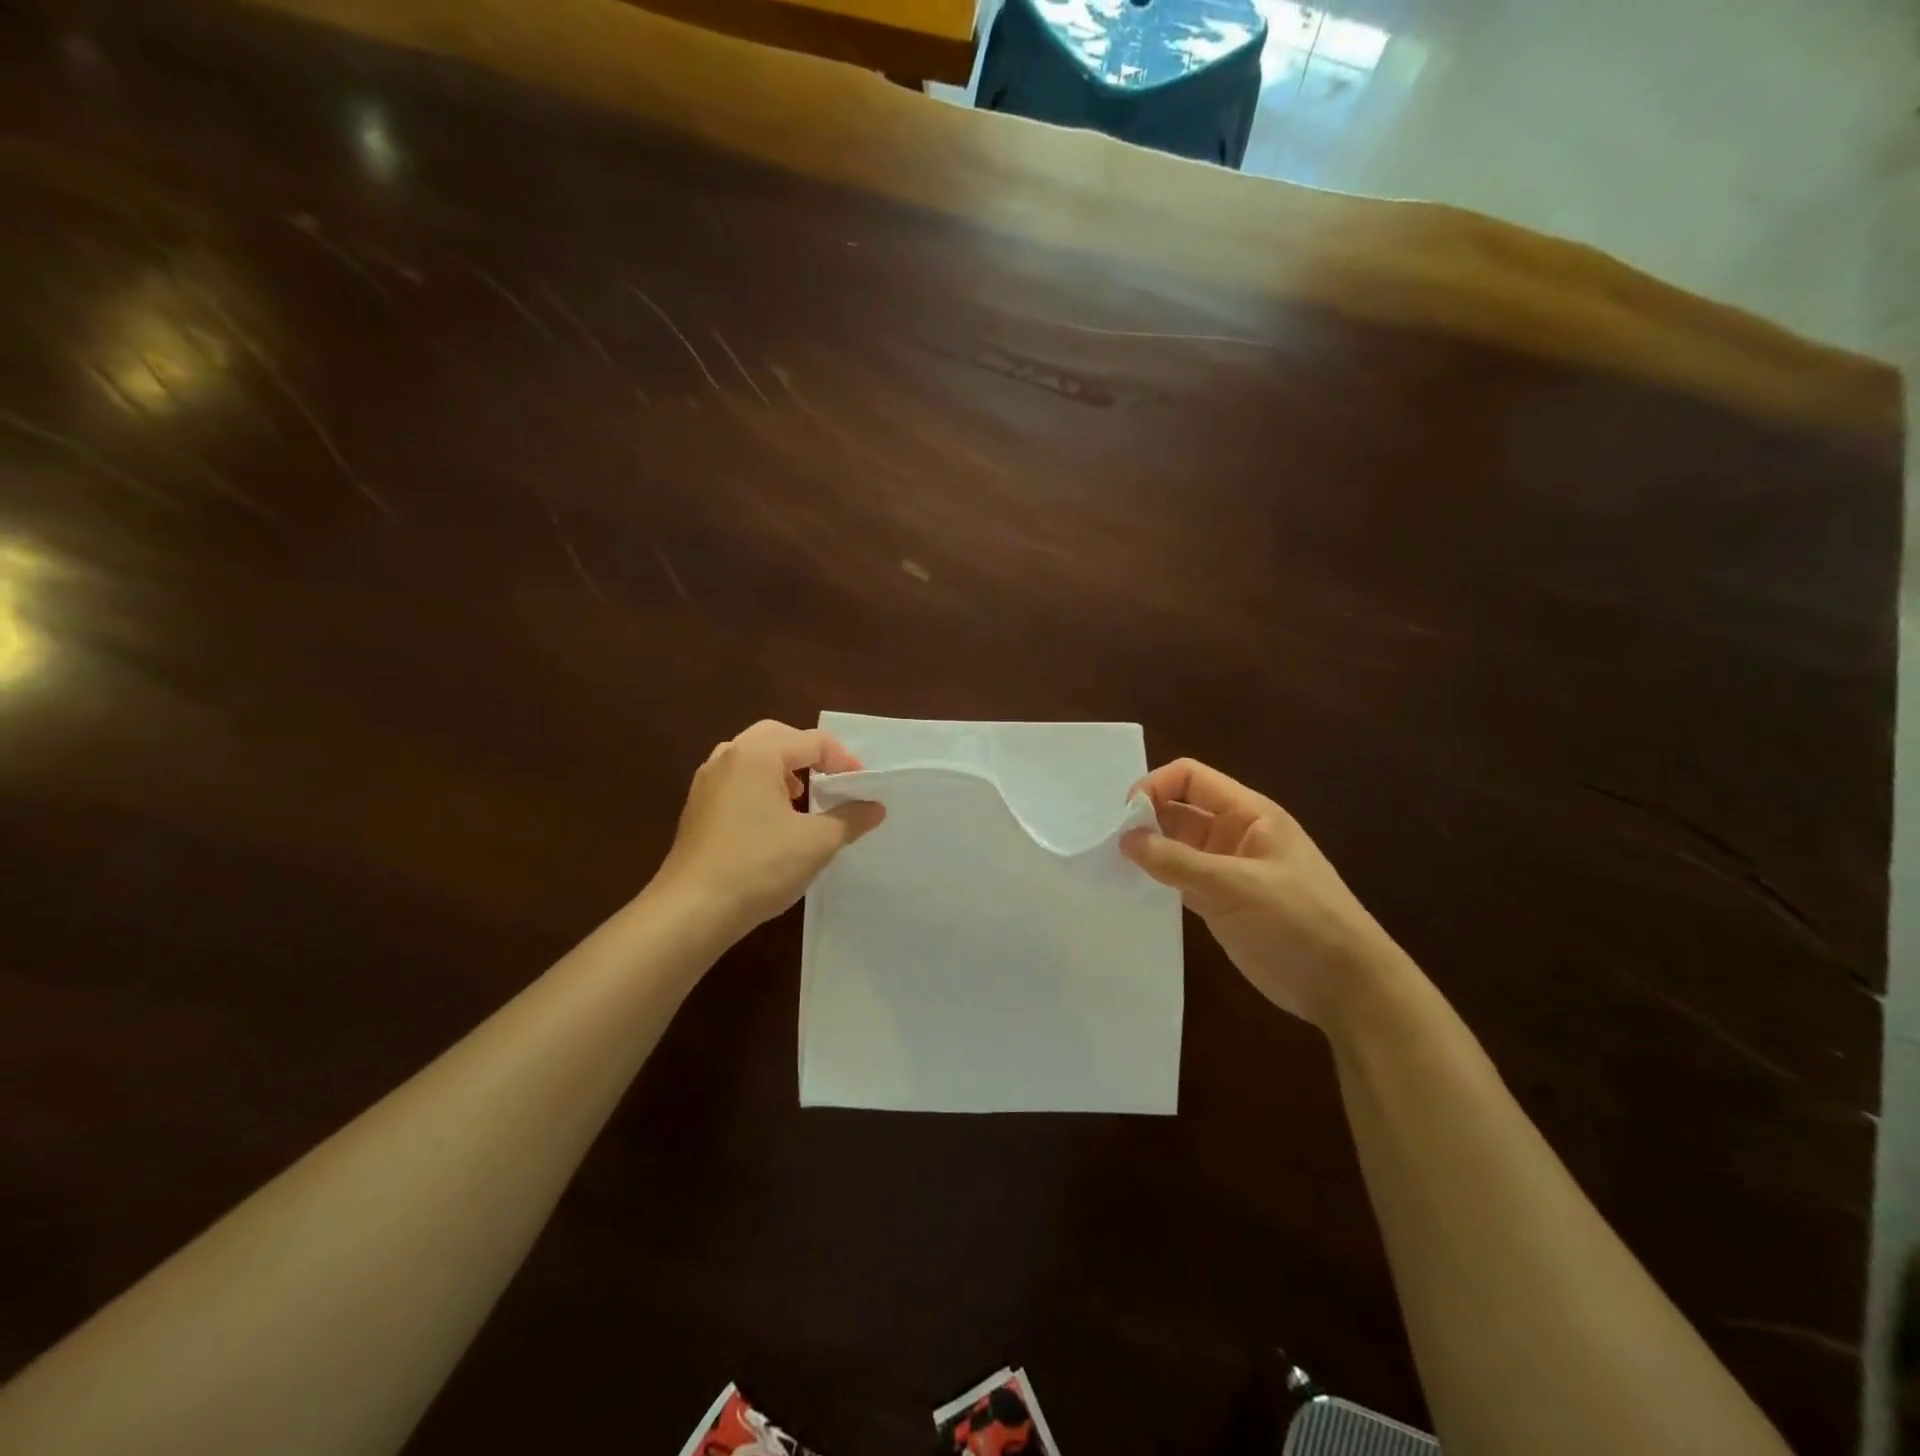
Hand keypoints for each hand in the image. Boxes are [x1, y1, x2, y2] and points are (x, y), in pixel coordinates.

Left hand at [656, 720, 885, 935]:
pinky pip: (737, 779)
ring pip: (753, 756)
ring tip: (803, 798)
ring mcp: (707, 782)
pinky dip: (761, 785)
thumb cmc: (759, 866)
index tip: (863, 788)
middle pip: (778, 737)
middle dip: (810, 754)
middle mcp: (727, 757)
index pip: (812, 741)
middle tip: (832, 780)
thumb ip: (850, 818)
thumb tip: (875, 807)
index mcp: (756, 754)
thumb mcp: (817, 842)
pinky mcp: (698, 807)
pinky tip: (773, 820)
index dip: (844, 760)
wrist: (692, 910)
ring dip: (783, 768)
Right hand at [1122, 759, 1406, 1027]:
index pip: (1190, 778)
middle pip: (1179, 808)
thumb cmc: (1299, 922)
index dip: (1155, 786)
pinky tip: (1133, 889)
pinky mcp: (1220, 901)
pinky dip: (1157, 878)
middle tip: (1111, 845)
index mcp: (1248, 814)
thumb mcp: (1236, 886)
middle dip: (1146, 819)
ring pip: (1176, 844)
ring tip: (1115, 866)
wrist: (1346, 986)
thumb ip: (1178, 861)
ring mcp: (1227, 868)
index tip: (1126, 817)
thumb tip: (1125, 838)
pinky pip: (1180, 877)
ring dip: (1148, 850)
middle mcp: (1234, 834)